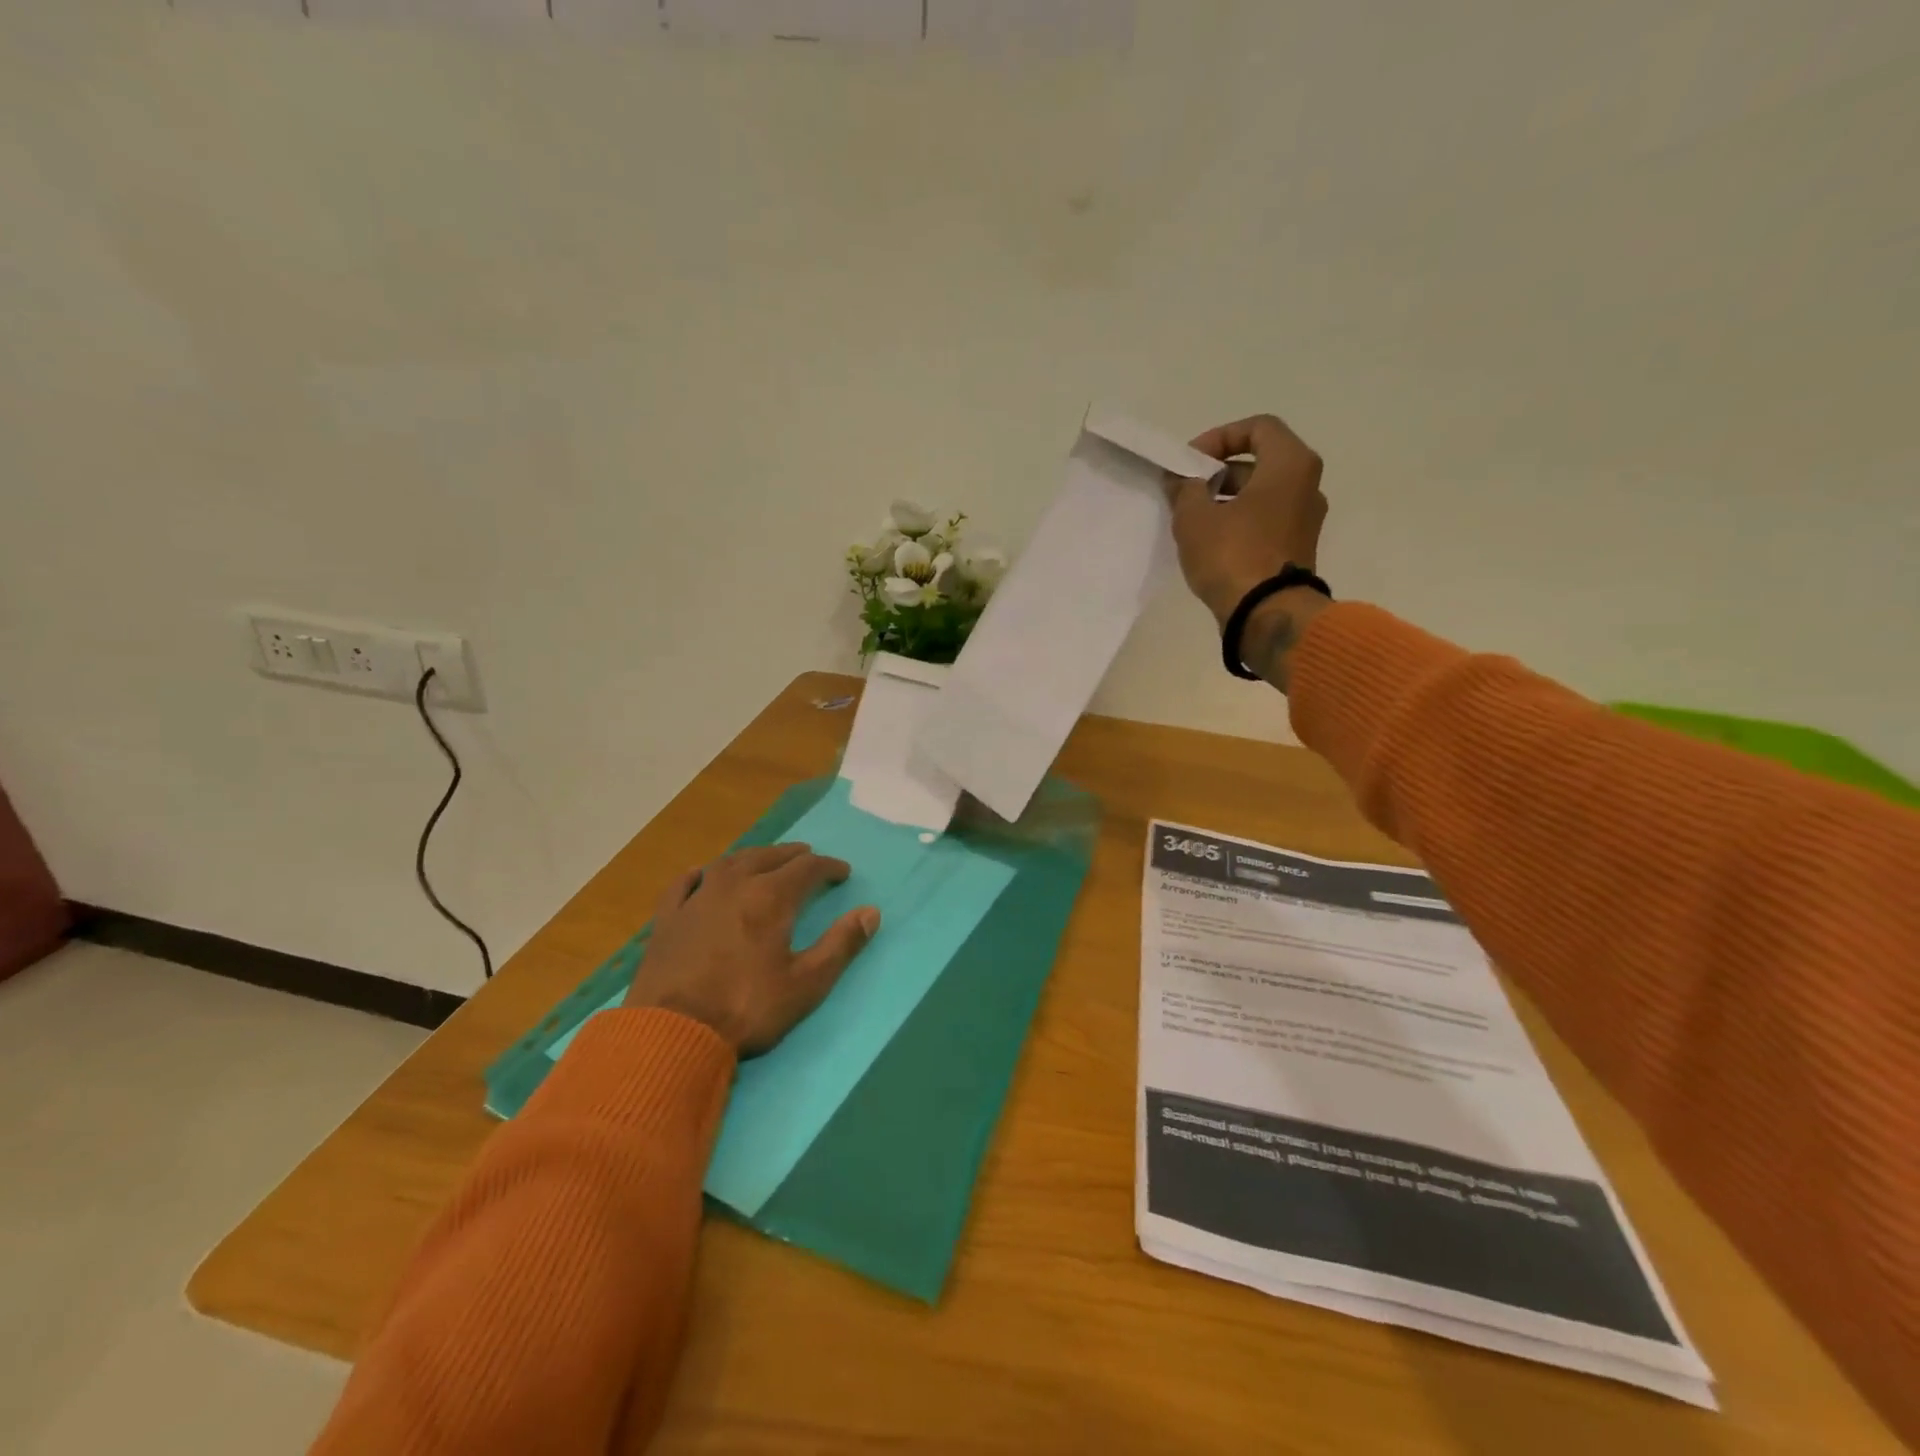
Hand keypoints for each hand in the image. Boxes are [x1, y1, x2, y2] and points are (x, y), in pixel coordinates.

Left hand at [627, 844, 879, 1057]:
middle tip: (808, 858)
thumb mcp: (806, 984)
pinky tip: (702, 874)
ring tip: (766, 860)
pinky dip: (700, 874)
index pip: (807, 868)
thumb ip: (841, 945)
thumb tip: (871, 912)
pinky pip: (684, 884)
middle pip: (768, 857)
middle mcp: (734, 886)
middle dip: (792, 855)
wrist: (672, 1035)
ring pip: (729, 862)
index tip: (843, 873)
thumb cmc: (746, 1009)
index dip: (828, 867)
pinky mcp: (667, 920)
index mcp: (770, 898)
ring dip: (753, 857)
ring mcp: (696, 900)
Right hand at [1164, 413, 1328, 625]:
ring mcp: (1305, 519)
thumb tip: (1181, 480)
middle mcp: (1307, 485)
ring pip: (1262, 494)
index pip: (1258, 428)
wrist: (1266, 613)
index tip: (1191, 462)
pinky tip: (1209, 541)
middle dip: (1218, 472)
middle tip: (1186, 490)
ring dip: (1226, 499)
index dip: (1219, 437)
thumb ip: (1184, 489)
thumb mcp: (1195, 517)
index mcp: (1290, 465)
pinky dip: (1239, 521)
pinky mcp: (1297, 548)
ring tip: (1192, 518)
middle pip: (1259, 462)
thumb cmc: (1232, 555)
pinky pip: (1265, 520)